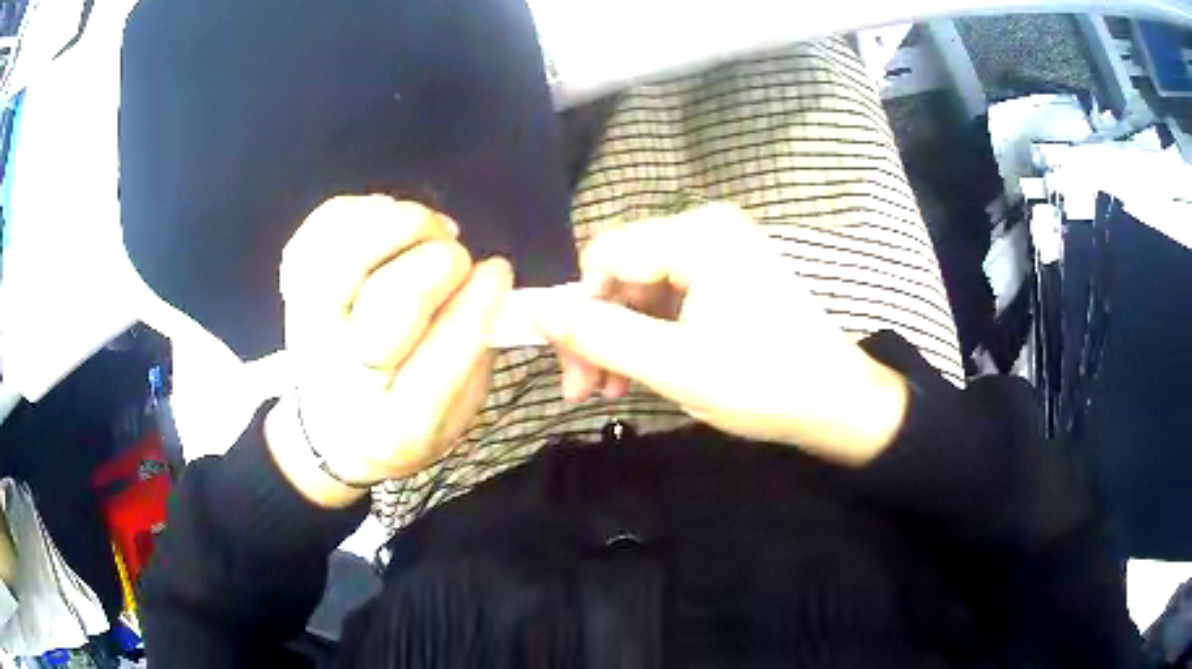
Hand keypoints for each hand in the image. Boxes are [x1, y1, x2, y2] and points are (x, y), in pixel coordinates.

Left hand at [266, 197, 512, 506]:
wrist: (330, 431)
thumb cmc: (401, 422)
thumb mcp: (455, 412)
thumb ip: (475, 350)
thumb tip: (486, 277)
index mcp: (394, 424)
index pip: (441, 352)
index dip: (478, 299)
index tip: (498, 270)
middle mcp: (342, 376)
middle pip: (391, 297)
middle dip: (441, 261)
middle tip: (457, 259)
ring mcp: (307, 327)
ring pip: (350, 250)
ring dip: (403, 224)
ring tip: (428, 230)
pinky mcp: (294, 289)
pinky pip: (322, 228)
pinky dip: (361, 210)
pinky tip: (387, 221)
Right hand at [536, 204, 908, 464]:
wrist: (839, 402)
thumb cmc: (763, 383)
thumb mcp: (672, 365)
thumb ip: (598, 335)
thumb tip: (533, 309)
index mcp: (697, 235)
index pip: (604, 255)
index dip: (578, 310)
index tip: (573, 369)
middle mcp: (707, 227)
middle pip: (622, 271)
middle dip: (597, 332)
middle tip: (585, 390)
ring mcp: (722, 250)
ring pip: (642, 288)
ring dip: (620, 338)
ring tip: (611, 392)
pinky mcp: (730, 274)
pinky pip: (671, 296)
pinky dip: (650, 334)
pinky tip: (641, 372)